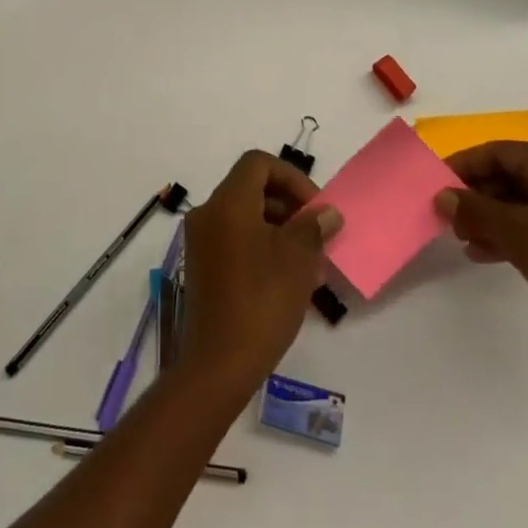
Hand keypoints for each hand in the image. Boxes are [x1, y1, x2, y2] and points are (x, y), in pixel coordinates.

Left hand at [180, 151, 341, 391]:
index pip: (258, 163)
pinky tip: (285, 276)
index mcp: (228, 202)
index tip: (315, 209)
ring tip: (307, 260)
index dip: (292, 178)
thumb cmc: (261, 303)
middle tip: (316, 234)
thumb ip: (313, 227)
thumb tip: (326, 212)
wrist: (217, 364)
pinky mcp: (201, 265)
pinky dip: (260, 243)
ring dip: (277, 226)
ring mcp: (200, 240)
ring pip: (244, 214)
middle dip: (288, 204)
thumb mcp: (297, 261)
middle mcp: (208, 212)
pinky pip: (234, 237)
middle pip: (250, 187)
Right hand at [435, 143, 527, 376]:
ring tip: (461, 237)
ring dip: (490, 218)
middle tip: (447, 216)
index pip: (500, 151)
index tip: (437, 184)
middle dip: (476, 195)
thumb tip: (442, 195)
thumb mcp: (515, 232)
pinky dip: (512, 235)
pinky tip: (485, 254)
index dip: (464, 164)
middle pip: (512, 176)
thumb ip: (474, 209)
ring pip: (524, 204)